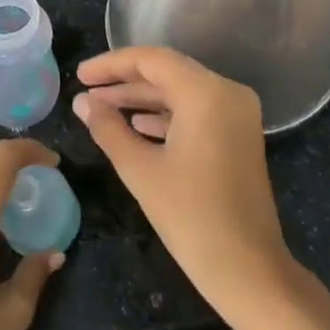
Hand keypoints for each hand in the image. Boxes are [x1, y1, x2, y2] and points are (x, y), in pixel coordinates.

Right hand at [72, 47, 293, 319]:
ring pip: (181, 91)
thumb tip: (82, 102)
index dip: (111, 65)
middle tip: (86, 91)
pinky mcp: (239, 135)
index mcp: (206, 93)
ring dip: (142, 98)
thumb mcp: (140, 169)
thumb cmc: (191, 217)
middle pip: (168, 72)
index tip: (80, 76)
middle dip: (124, 81)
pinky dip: (165, 114)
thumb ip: (108, 128)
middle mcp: (227, 92)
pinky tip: (137, 126)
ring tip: (102, 109)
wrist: (248, 269)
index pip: (151, 60)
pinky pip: (196, 110)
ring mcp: (238, 114)